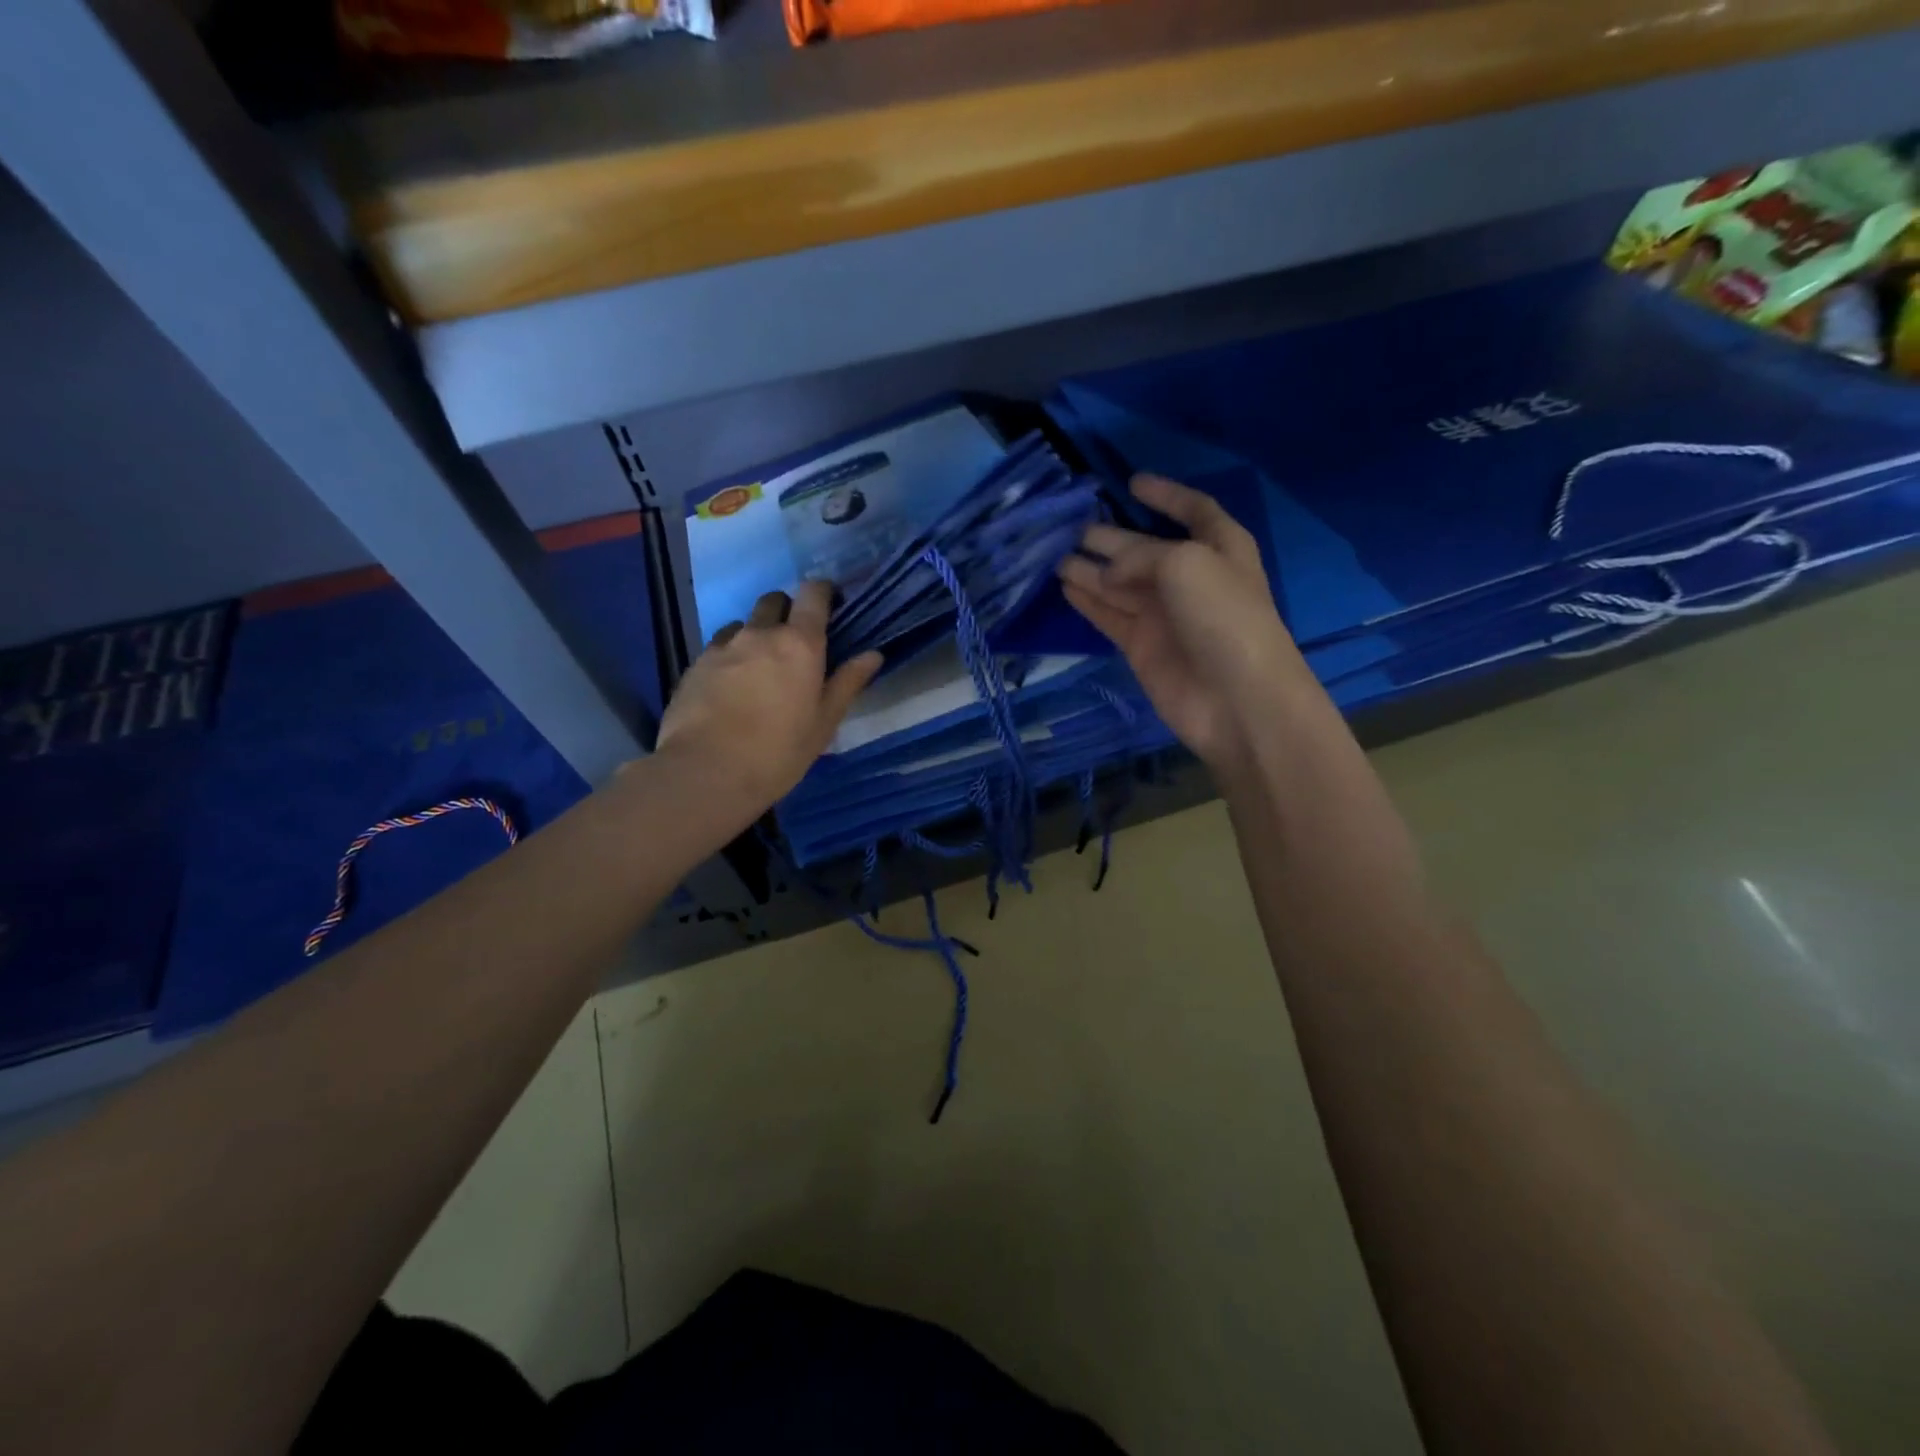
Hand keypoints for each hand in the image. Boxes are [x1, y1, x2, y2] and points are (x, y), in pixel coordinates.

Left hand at [656, 581, 881, 814]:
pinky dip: (730, 657)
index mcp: (799, 644)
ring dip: (756, 635)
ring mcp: (723, 647)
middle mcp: (760, 634)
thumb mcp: (824, 723)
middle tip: (795, 643)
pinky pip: (719, 648)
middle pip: (774, 601)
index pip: (812, 594)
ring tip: (759, 669)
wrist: (706, 772)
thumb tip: (873, 654)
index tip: (830, 603)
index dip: (823, 592)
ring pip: (743, 625)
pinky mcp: (695, 665)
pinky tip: (731, 688)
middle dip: (787, 611)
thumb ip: (848, 683)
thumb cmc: (778, 751)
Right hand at [1058, 475, 1314, 778]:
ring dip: (1089, 568)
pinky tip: (1063, 586)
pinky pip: (1109, 615)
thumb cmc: (1223, 617)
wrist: (1236, 699)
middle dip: (1110, 536)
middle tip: (1069, 526)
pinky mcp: (1141, 646)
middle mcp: (1190, 577)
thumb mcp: (1186, 564)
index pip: (1193, 510)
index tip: (1131, 482)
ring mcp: (1164, 614)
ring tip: (1052, 553)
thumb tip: (1105, 572)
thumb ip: (1140, 556)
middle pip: (1143, 549)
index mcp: (1219, 547)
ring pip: (1118, 583)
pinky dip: (1087, 601)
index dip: (1165, 495)